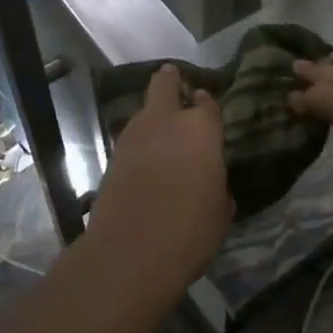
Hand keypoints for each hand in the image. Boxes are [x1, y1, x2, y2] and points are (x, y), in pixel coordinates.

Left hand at [83, 65, 233, 303]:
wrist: (129, 252)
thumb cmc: (190, 232)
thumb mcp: (220, 211)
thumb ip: (217, 185)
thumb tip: (210, 182)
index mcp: (201, 129)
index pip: (207, 103)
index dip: (206, 103)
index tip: (205, 103)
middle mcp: (166, 121)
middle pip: (165, 84)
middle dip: (170, 80)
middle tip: (175, 81)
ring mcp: (135, 135)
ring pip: (145, 109)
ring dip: (153, 113)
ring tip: (161, 127)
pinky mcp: (113, 155)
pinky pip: (132, 136)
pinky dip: (140, 139)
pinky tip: (146, 155)